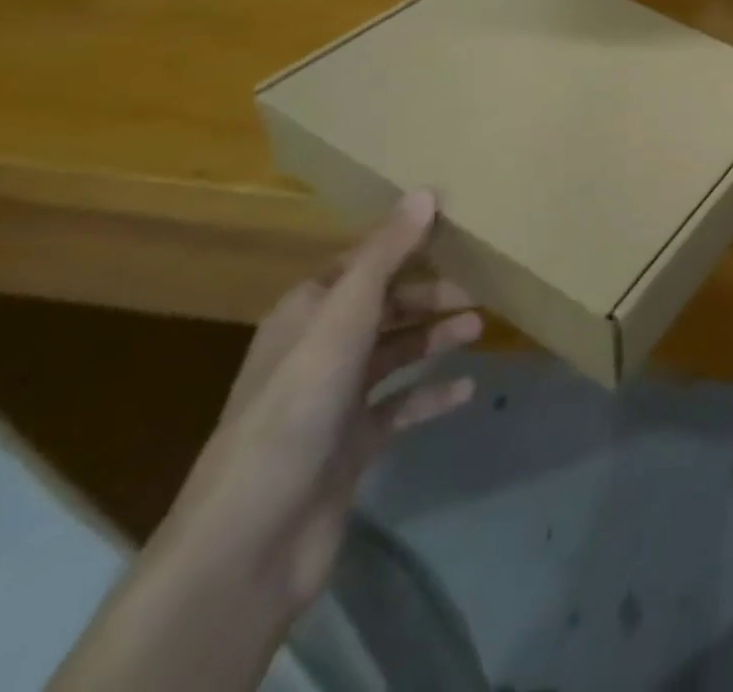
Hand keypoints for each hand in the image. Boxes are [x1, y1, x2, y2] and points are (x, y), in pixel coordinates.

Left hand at [159, 189, 481, 616]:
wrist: (250, 541)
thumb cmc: (296, 409)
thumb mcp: (343, 319)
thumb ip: (386, 255)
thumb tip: (426, 192)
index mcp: (307, 314)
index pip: (363, 264)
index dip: (405, 246)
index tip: (457, 234)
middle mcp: (319, 351)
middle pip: (384, 307)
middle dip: (431, 296)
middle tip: (481, 291)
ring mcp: (334, 401)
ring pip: (395, 354)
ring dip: (436, 338)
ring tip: (479, 329)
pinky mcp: (351, 445)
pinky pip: (400, 407)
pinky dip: (431, 395)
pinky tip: (466, 390)